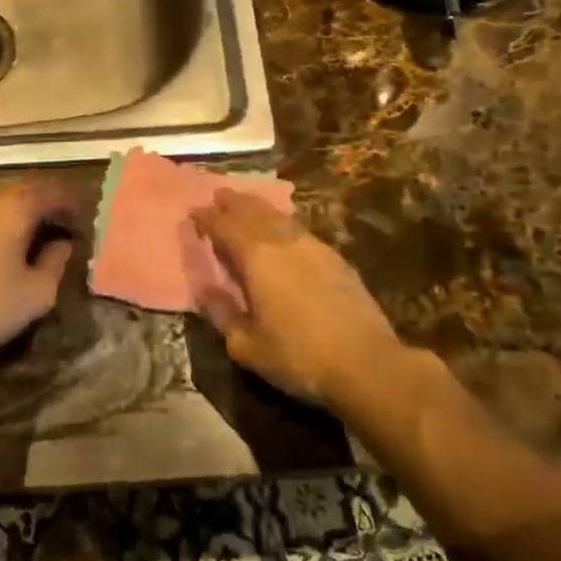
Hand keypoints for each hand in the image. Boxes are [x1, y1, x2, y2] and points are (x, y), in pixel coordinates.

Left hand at [0, 179, 82, 368]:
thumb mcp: (37, 292)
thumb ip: (56, 261)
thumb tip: (62, 244)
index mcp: (12, 207)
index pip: (51, 191)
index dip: (71, 202)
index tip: (84, 218)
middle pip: (23, 189)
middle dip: (46, 203)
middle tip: (63, 223)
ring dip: (20, 210)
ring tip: (34, 233)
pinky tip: (2, 241)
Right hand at [189, 192, 400, 407]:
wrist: (367, 364)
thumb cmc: (298, 357)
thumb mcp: (246, 345)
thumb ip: (221, 313)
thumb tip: (205, 290)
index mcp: (255, 257)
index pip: (224, 226)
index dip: (206, 218)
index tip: (193, 213)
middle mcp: (282, 241)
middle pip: (252, 211)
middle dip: (232, 202)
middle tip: (219, 196)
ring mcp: (312, 246)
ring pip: (278, 216)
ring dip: (258, 208)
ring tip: (246, 205)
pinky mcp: (335, 258)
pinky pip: (298, 229)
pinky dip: (282, 223)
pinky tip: (282, 232)